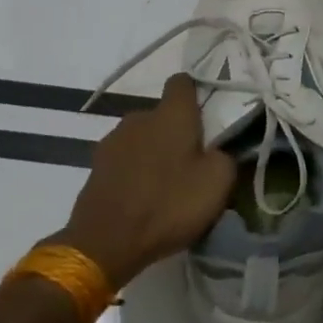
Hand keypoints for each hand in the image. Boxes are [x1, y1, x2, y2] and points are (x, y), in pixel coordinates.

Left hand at [56, 73, 234, 288]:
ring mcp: (114, 140)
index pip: (182, 82)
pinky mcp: (97, 165)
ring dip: (154, 153)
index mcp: (171, 114)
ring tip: (165, 185)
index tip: (206, 114)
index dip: (195, 93)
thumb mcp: (217, 184)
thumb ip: (225, 157)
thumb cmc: (168, 204)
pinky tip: (142, 198)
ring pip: (142, 138)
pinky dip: (135, 172)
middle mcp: (139, 117)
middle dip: (176, 132)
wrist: (106, 240)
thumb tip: (217, 152)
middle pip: (162, 115)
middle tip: (191, 164)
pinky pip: (125, 160)